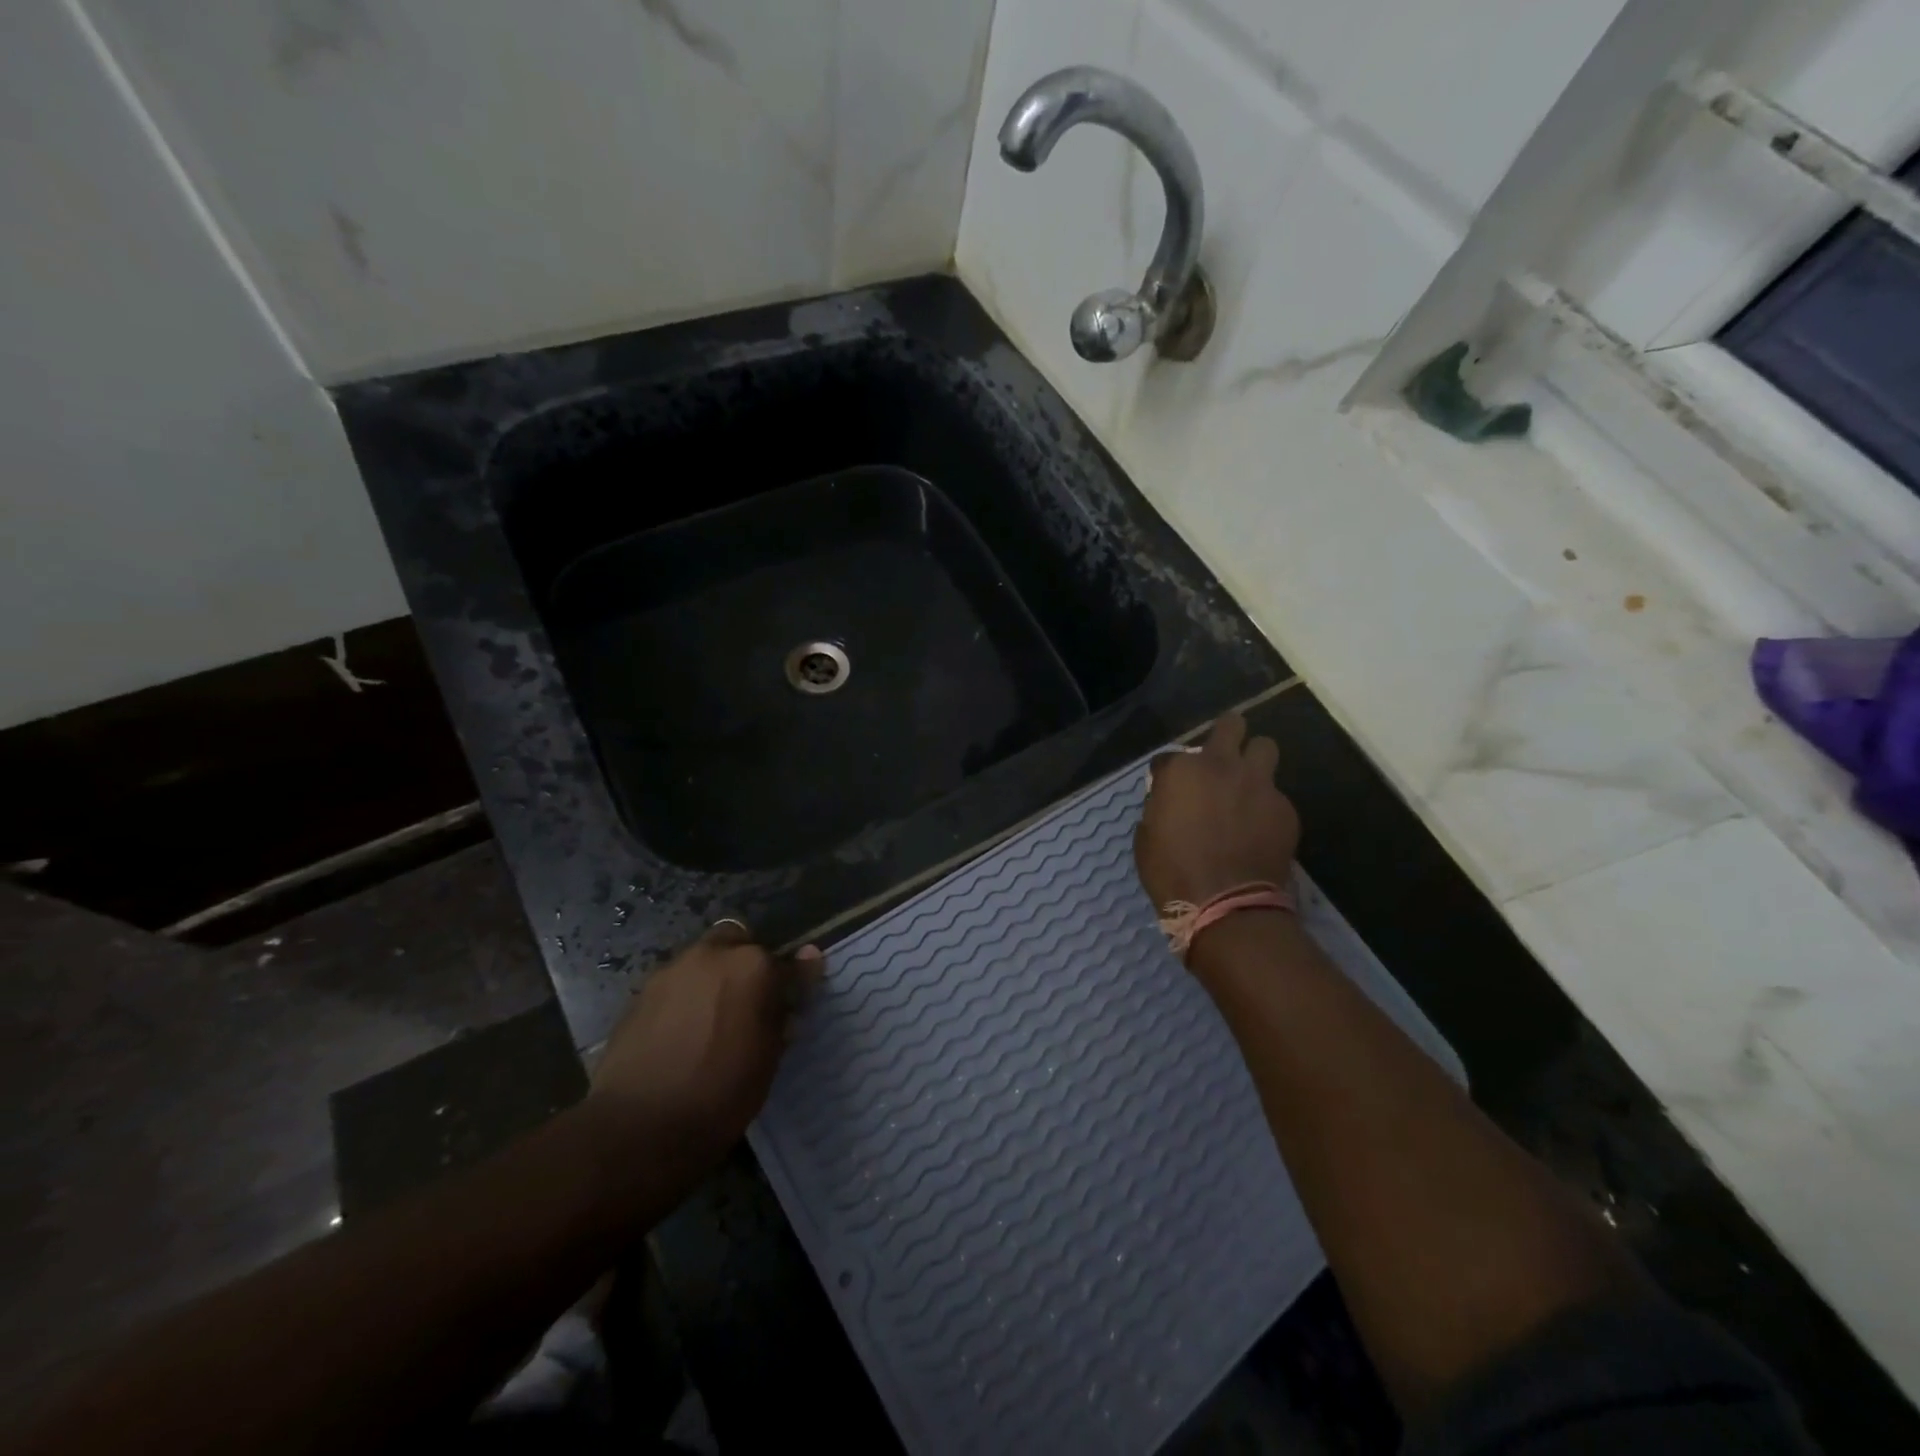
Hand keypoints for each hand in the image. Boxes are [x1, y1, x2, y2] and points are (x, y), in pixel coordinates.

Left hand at [586, 923, 823, 1170]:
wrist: (639, 1127)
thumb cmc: (721, 1094)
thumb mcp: (769, 1055)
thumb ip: (785, 1003)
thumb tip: (806, 966)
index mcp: (752, 966)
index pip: (787, 961)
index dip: (792, 981)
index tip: (793, 1000)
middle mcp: (712, 955)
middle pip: (739, 941)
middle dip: (746, 964)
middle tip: (748, 1003)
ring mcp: (671, 970)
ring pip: (703, 960)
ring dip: (713, 979)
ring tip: (711, 1021)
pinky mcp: (640, 992)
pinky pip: (675, 983)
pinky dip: (684, 998)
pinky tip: (680, 1033)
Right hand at [1135, 712, 1299, 908]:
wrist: (1226, 905)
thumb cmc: (1172, 872)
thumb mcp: (1147, 837)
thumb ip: (1159, 806)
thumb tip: (1169, 800)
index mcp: (1182, 771)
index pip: (1170, 755)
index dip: (1167, 772)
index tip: (1168, 788)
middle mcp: (1222, 766)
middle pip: (1232, 724)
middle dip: (1226, 734)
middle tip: (1220, 756)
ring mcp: (1259, 784)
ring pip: (1265, 747)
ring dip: (1254, 760)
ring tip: (1247, 784)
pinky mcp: (1285, 808)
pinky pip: (1276, 794)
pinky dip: (1266, 805)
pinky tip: (1259, 828)